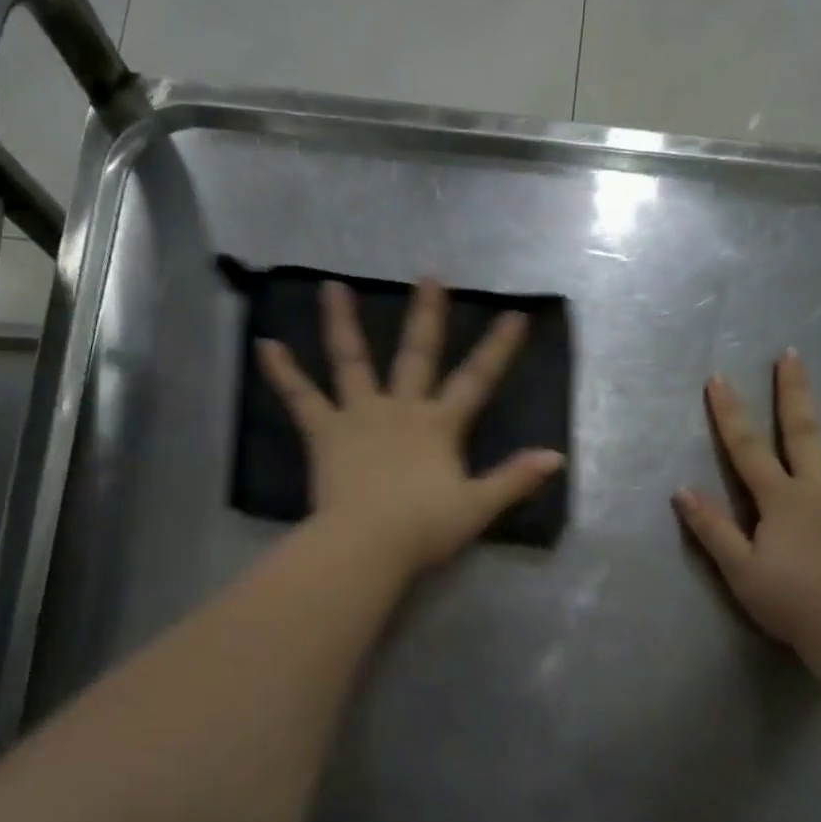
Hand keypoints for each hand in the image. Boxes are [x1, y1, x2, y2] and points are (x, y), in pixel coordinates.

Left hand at [257, 278, 565, 574]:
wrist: (367, 544)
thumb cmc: (423, 528)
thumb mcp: (477, 507)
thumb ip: (514, 479)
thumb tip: (555, 457)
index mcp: (439, 426)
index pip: (476, 380)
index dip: (497, 348)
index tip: (515, 315)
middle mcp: (400, 409)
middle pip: (416, 354)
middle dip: (427, 316)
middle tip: (430, 277)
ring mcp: (359, 415)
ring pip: (351, 361)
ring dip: (342, 323)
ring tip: (332, 287)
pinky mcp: (325, 432)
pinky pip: (300, 397)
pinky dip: (283, 372)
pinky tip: (265, 346)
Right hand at [674, 351, 820, 650]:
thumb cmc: (788, 600)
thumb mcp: (737, 568)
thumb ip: (712, 528)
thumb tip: (682, 490)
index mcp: (780, 500)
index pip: (746, 450)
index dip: (730, 414)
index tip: (719, 379)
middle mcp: (819, 489)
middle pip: (805, 434)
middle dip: (795, 393)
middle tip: (793, 355)